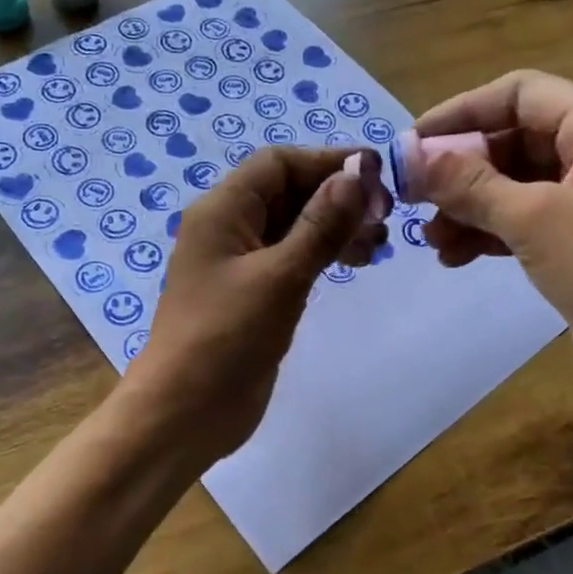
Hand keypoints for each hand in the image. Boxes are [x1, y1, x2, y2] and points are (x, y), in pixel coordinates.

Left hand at [125, 146, 383, 462]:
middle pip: (288, 192)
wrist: (186, 412)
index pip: (278, 164)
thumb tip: (358, 173)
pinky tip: (355, 263)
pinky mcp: (253, 295)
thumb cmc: (227, 337)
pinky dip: (323, 255)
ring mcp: (240, 264)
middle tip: (386, 215)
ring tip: (378, 243)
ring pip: (293, 227)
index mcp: (222, 211)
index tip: (377, 173)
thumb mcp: (280, 276)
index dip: (327, 161)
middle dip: (337, 196)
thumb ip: (321, 224)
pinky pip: (292, 259)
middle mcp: (228, 228)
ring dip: (335, 227)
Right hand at [413, 69, 572, 404]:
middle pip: (514, 139)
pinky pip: (523, 221)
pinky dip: (488, 233)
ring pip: (514, 184)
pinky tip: (453, 257)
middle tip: (414, 195)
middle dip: (461, 169)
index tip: (414, 142)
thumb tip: (410, 157)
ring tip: (430, 238)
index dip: (463, 111)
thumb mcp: (534, 220)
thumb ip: (469, 184)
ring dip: (468, 206)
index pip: (521, 94)